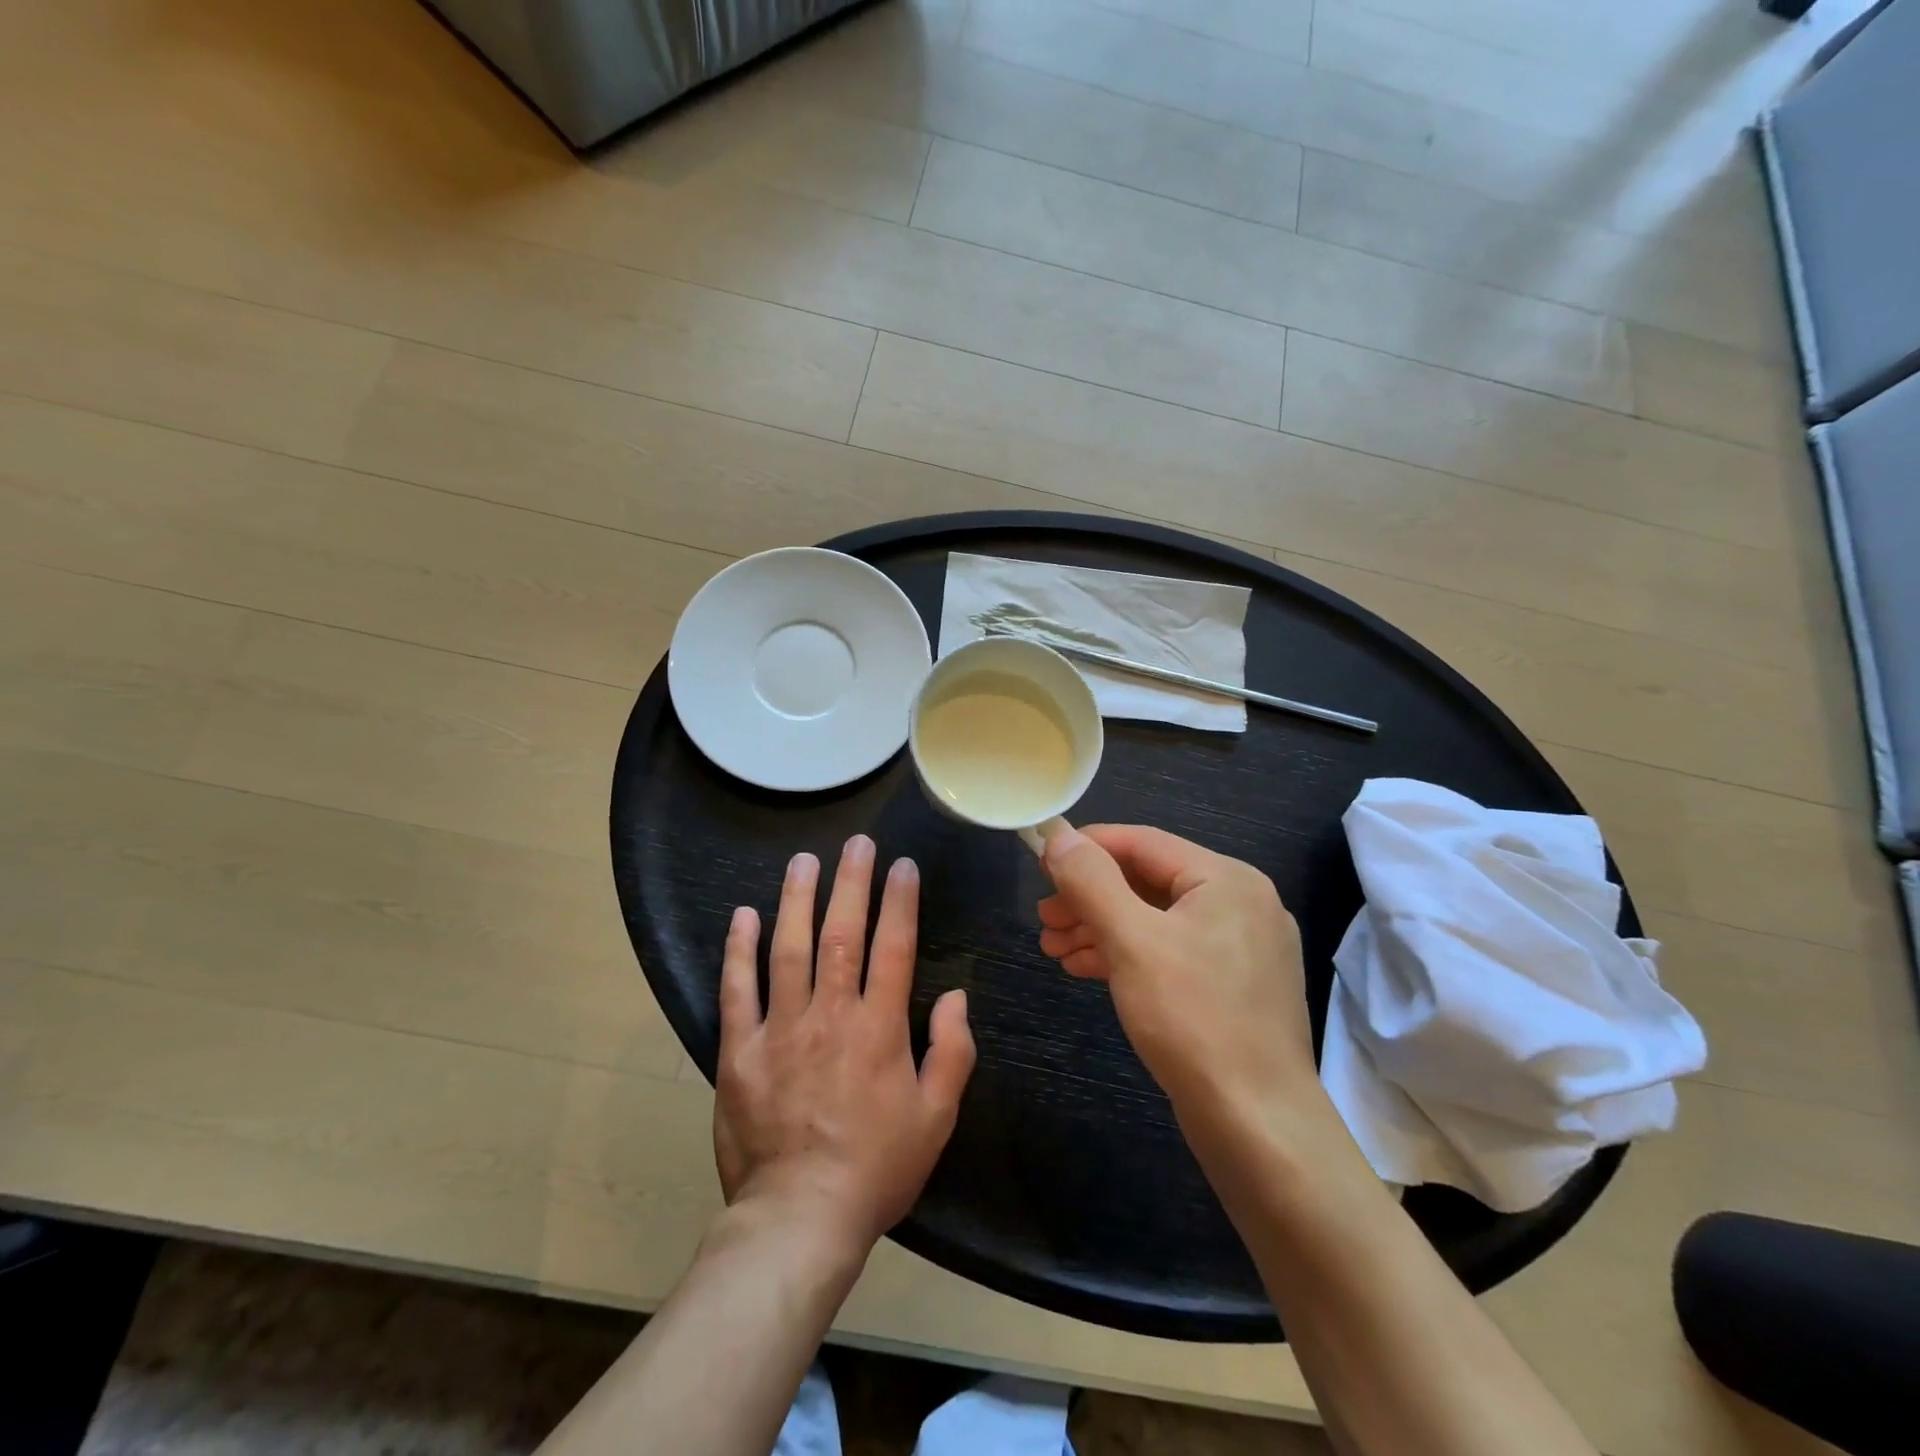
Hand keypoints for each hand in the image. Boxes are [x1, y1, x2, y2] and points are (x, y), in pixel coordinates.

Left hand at [715, 836, 975, 1249]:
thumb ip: (953, 1051)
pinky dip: (739, 950)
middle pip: (841, 934)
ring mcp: (781, 1029)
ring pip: (788, 949)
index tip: (903, 865)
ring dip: (797, 899)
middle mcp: (830, 1014)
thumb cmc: (876, 1168)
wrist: (799, 1219)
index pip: (893, 947)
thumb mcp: (936, 1117)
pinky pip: (737, 990)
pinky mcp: (740, 1050)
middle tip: (855, 843)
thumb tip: (958, 995)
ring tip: (803, 861)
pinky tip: (744, 915)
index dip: (900, 901)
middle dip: (851, 883)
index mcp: (879, 1028)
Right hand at [1038, 825, 1313, 1111]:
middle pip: (1148, 881)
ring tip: (1052, 947)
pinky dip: (1126, 955)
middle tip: (1043, 918)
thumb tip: (1059, 836)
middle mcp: (1240, 903)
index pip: (1143, 842)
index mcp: (1227, 879)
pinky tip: (1084, 967)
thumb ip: (1092, 882)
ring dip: (1100, 928)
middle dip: (1089, 897)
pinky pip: (1170, 952)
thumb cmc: (1193, 1019)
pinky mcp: (1232, 986)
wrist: (1258, 1127)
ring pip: (1155, 920)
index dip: (1087, 847)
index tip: (1040, 863)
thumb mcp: (1132, 941)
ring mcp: (1241, 948)